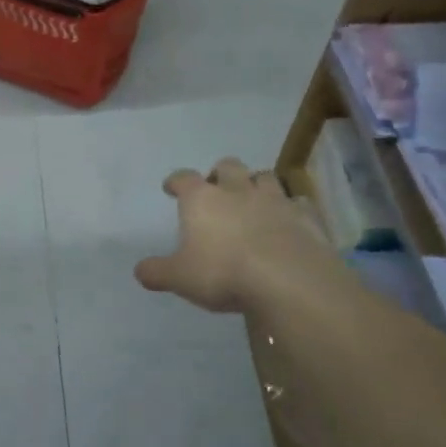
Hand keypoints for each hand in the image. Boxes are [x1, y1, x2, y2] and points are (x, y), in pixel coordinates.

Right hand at [134, 157, 340, 314]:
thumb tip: (140, 270)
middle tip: (217, 189)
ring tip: (252, 200)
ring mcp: (274, 200)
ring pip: (264, 177)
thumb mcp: (178, 278)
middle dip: (220, 174)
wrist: (288, 280)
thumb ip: (157, 272)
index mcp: (201, 199)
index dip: (175, 181)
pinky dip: (289, 208)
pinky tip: (287, 221)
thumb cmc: (223, 273)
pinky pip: (296, 203)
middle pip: (227, 166)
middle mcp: (237, 190)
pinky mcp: (304, 216)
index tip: (171, 187)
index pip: (183, 178)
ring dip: (256, 184)